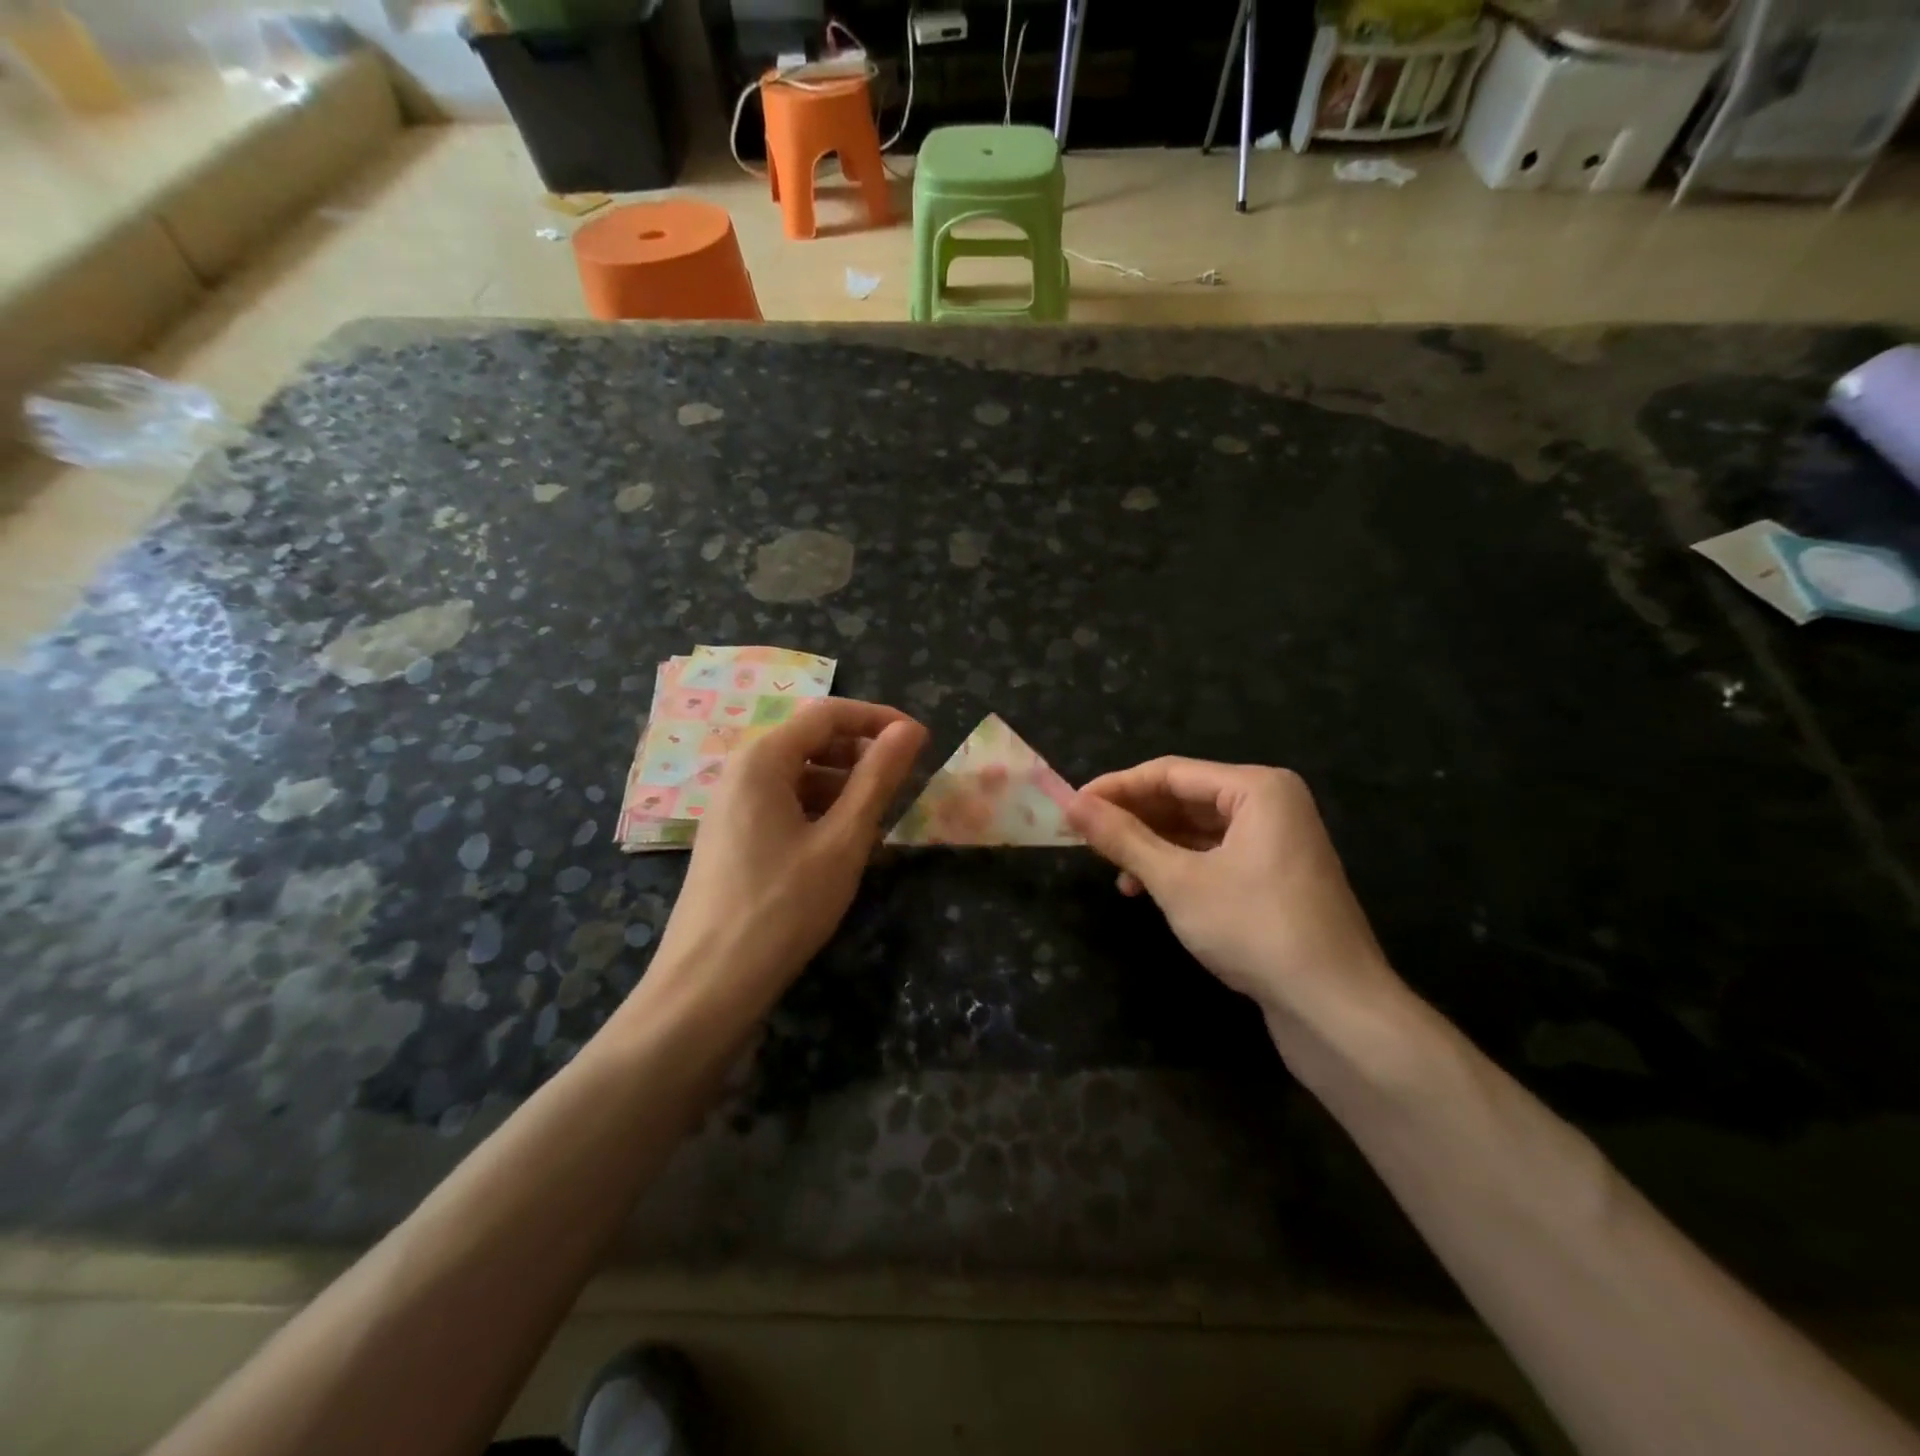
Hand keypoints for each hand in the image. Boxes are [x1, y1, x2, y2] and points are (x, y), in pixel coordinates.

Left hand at [644, 700, 926, 1024]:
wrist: (708, 987)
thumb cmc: (782, 907)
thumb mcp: (843, 841)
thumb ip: (877, 779)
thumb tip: (910, 730)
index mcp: (762, 760)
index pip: (829, 714)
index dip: (879, 720)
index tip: (921, 741)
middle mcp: (741, 773)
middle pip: (810, 741)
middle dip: (861, 754)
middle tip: (903, 785)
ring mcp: (731, 808)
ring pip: (798, 776)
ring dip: (843, 787)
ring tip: (877, 821)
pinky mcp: (732, 839)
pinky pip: (783, 805)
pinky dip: (819, 812)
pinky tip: (841, 846)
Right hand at [1067, 759, 1404, 1035]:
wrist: (1335, 1008)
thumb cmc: (1254, 929)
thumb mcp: (1177, 881)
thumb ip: (1123, 839)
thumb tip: (1072, 805)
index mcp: (1257, 789)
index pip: (1170, 773)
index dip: (1116, 787)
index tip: (1071, 806)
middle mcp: (1270, 805)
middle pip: (1185, 797)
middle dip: (1134, 817)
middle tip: (1085, 836)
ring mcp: (1276, 842)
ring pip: (1197, 830)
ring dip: (1152, 845)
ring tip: (1112, 868)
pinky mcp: (1274, 877)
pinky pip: (1215, 855)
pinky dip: (1178, 867)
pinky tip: (1146, 890)